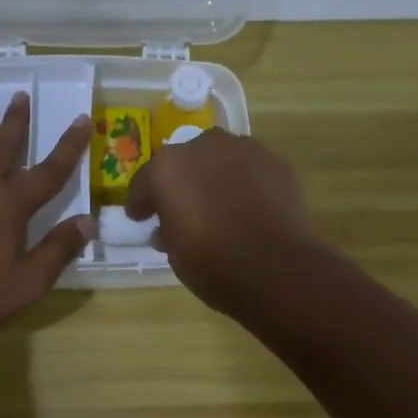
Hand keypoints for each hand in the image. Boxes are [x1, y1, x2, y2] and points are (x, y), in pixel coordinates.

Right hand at [125, 130, 322, 311]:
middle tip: (182, 209)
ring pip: (218, 159)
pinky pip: (248, 169)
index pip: (145, 182)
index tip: (140, 218)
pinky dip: (242, 182)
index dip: (140, 202)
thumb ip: (167, 230)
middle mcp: (203, 147)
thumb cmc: (214, 266)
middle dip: (179, 183)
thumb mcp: (175, 254)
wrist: (278, 270)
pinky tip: (247, 206)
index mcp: (168, 169)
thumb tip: (169, 227)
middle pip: (183, 162)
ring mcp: (243, 149)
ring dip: (213, 177)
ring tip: (218, 205)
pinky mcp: (274, 161)